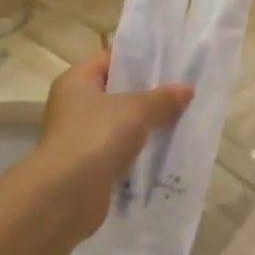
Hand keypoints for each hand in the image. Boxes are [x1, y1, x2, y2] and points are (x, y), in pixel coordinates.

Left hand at [35, 54, 192, 235]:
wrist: (68, 194)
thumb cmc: (97, 136)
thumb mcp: (136, 109)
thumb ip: (162, 98)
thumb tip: (187, 89)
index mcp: (76, 81)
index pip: (110, 60)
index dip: (139, 59)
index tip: (170, 62)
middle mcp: (73, 105)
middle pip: (116, 92)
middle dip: (148, 94)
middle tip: (181, 92)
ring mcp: (80, 137)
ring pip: (120, 124)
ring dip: (145, 125)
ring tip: (180, 120)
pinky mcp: (89, 166)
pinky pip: (120, 151)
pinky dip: (138, 152)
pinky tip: (165, 151)